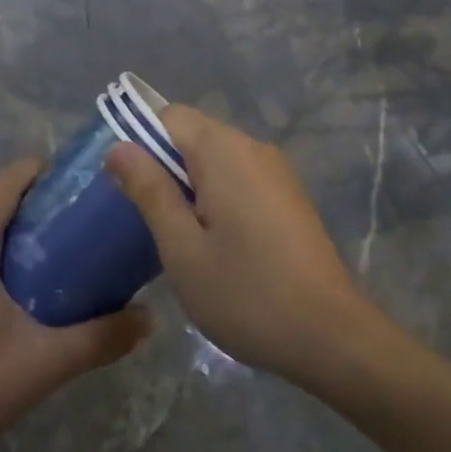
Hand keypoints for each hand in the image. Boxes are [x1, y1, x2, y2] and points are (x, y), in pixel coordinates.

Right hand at [106, 107, 377, 380]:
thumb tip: (119, 147)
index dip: (139, 141)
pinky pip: (240, 177)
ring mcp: (276, 171)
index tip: (126, 187)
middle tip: (147, 219)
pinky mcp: (289, 196)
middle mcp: (253, 147)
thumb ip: (149, 191)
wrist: (331, 335)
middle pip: (193, 134)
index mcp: (224, 150)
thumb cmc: (246, 293)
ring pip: (216, 158)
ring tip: (178, 236)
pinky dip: (217, 196)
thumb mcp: (182, 248)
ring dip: (190, 185)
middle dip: (164, 167)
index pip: (169, 116)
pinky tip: (215, 243)